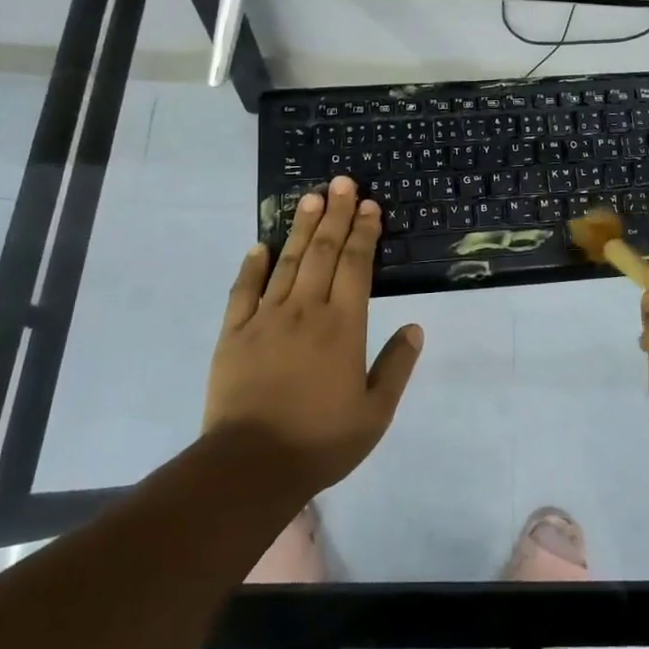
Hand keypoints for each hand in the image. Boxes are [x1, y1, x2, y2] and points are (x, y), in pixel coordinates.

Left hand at [204, 176, 421, 496]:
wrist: (251, 466)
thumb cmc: (321, 440)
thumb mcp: (375, 412)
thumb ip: (396, 366)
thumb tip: (415, 327)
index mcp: (343, 326)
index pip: (356, 266)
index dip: (364, 233)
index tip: (370, 206)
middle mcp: (306, 311)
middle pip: (322, 252)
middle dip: (336, 215)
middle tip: (343, 182)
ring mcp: (265, 319)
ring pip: (286, 262)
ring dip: (300, 227)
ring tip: (311, 197)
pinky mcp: (233, 334)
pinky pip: (243, 291)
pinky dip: (252, 266)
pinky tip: (258, 246)